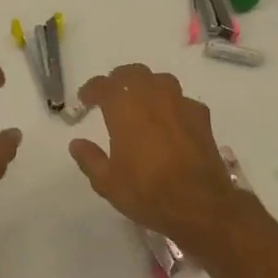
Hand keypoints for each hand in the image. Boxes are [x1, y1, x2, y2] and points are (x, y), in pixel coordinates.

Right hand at [68, 63, 256, 255]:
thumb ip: (90, 159)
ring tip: (142, 102)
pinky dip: (173, 105)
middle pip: (133, 73)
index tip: (85, 99)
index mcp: (124, 107)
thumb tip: (76, 144)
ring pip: (161, 80)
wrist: (200, 205)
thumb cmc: (147, 192)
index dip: (91, 89)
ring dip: (147, 86)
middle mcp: (152, 96)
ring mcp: (180, 104)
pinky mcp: (202, 117)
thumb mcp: (107, 182)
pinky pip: (183, 100)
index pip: (103, 85)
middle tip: (112, 95)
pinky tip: (171, 121)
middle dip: (119, 80)